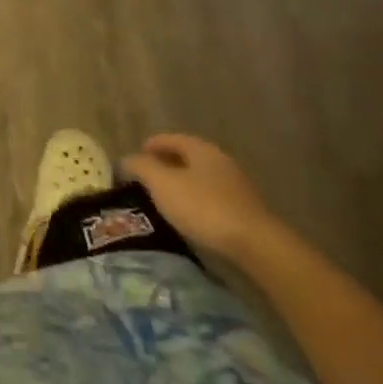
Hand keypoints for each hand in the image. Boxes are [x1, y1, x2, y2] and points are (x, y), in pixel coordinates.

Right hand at [123, 134, 277, 256]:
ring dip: (182, 184)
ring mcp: (236, 185)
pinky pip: (212, 198)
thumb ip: (141, 167)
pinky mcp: (245, 210)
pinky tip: (189, 216)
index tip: (135, 159)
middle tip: (146, 180)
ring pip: (200, 178)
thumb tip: (126, 159)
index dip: (150, 146)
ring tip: (164, 200)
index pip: (170, 138)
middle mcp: (220, 160)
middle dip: (166, 165)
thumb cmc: (203, 207)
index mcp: (201, 148)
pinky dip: (196, 201)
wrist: (255, 245)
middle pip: (187, 157)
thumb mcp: (162, 184)